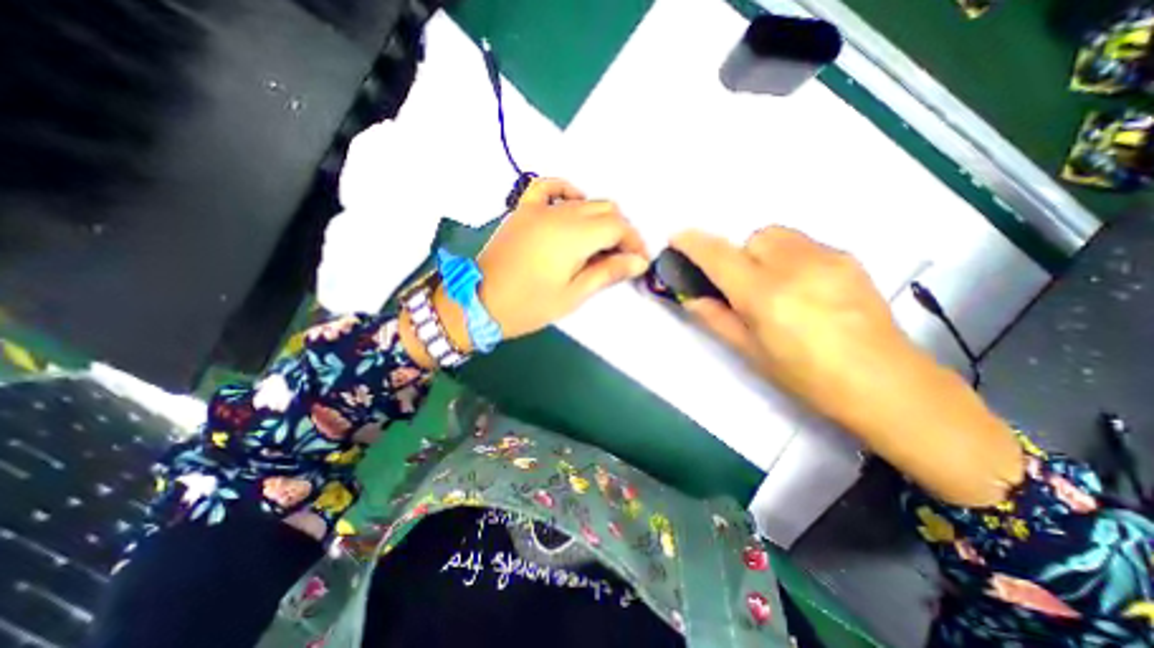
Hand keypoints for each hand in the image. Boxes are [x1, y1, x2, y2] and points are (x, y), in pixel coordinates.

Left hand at [470, 177, 647, 337]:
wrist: (480, 302)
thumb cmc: (529, 305)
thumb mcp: (573, 295)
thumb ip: (607, 273)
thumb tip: (638, 262)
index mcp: (573, 236)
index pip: (617, 227)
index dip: (634, 242)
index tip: (639, 261)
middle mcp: (559, 214)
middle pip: (604, 210)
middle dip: (621, 231)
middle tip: (621, 257)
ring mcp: (538, 208)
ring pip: (583, 200)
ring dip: (600, 218)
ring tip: (601, 243)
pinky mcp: (523, 210)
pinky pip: (548, 187)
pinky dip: (567, 192)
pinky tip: (573, 206)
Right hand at [674, 228, 1020, 506]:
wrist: (886, 384)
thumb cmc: (806, 377)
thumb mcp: (751, 353)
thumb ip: (716, 319)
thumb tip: (690, 298)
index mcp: (765, 296)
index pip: (720, 257)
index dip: (694, 244)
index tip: (678, 237)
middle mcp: (795, 267)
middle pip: (752, 238)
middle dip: (739, 255)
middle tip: (743, 286)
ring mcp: (827, 258)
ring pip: (779, 235)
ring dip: (764, 252)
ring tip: (775, 284)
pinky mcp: (849, 258)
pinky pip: (804, 244)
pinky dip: (790, 256)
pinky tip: (803, 287)